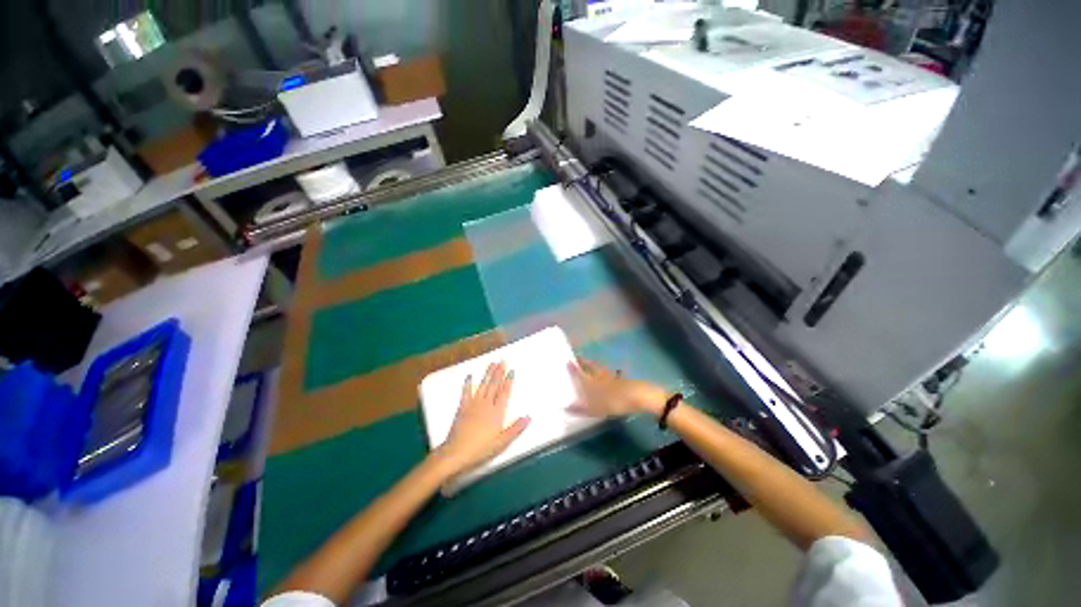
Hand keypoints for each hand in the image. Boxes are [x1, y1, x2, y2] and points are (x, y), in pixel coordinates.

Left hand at [435, 362, 529, 478]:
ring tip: (492, 363)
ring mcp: (473, 404)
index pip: (505, 392)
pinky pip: (466, 392)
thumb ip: (515, 429)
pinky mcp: (463, 407)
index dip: (509, 381)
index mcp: (497, 412)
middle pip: (494, 385)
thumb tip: (529, 417)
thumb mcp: (502, 442)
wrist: (457, 452)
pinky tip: (470, 375)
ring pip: (483, 385)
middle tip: (503, 360)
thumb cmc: (481, 449)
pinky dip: (468, 383)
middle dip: (499, 372)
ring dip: (488, 373)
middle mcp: (486, 404)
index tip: (512, 370)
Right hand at [568, 359, 668, 417]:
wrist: (638, 396)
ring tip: (590, 362)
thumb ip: (580, 409)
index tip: (568, 360)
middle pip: (590, 367)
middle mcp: (599, 376)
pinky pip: (610, 373)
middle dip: (583, 362)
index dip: (573, 368)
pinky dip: (607, 371)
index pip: (580, 373)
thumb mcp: (596, 409)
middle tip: (578, 357)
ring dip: (594, 364)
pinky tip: (610, 372)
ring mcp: (611, 376)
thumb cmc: (615, 402)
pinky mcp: (621, 379)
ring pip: (600, 368)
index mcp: (592, 382)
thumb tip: (564, 408)